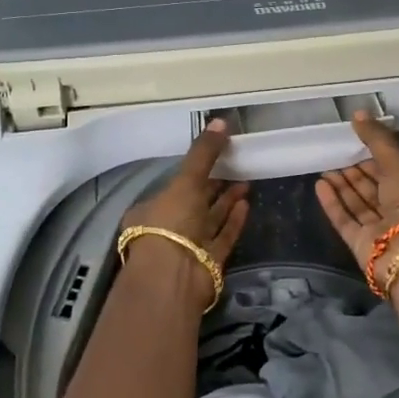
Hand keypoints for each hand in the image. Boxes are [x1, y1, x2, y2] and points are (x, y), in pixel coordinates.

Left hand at [121, 120, 250, 305]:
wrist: (175, 276)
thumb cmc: (171, 222)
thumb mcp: (185, 181)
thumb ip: (203, 153)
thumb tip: (221, 120)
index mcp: (152, 210)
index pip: (175, 186)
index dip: (194, 171)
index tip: (214, 157)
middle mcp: (169, 228)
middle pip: (194, 203)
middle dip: (214, 185)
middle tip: (236, 165)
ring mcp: (189, 247)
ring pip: (210, 219)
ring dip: (227, 201)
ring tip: (246, 181)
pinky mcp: (209, 262)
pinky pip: (223, 237)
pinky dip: (233, 221)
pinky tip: (246, 204)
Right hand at [315, 111, 398, 289]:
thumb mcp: (398, 164)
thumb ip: (377, 140)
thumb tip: (358, 113)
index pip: (391, 169)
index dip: (373, 155)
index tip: (354, 139)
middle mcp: (398, 209)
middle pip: (373, 187)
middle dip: (355, 170)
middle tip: (335, 152)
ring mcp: (379, 228)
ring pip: (357, 202)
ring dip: (341, 185)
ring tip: (323, 166)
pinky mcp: (361, 243)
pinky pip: (345, 219)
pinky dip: (332, 203)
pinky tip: (320, 185)